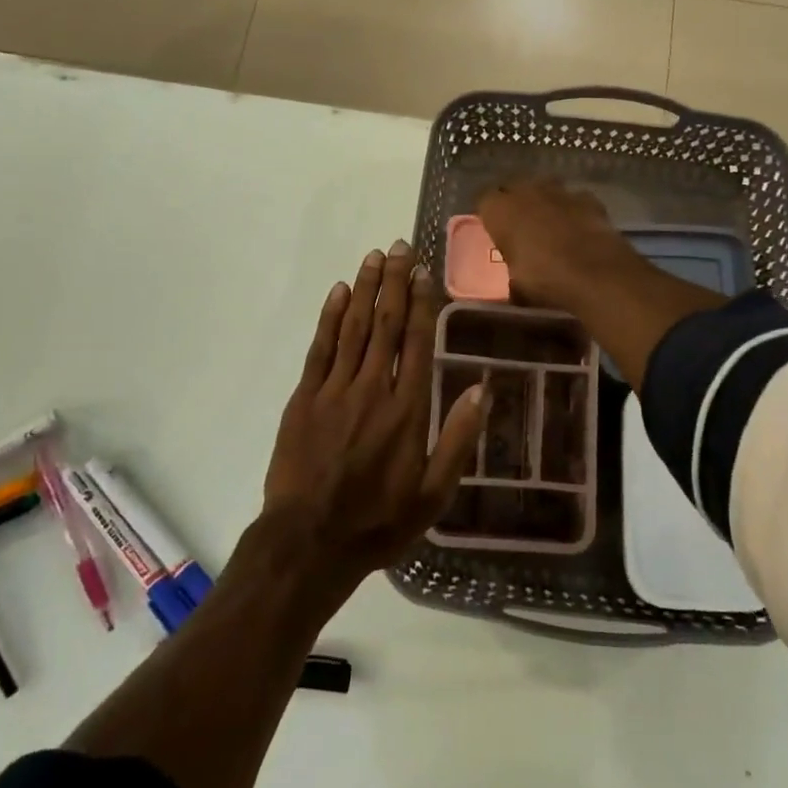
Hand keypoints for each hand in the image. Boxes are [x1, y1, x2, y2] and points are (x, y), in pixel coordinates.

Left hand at [263, 242, 488, 599]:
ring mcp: (335, 390)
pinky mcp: (304, 397)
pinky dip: (330, 317)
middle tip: (399, 246)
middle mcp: (373, 388)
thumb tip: (483, 388)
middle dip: (394, 282)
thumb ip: (458, 438)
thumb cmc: (379, 521)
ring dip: (364, 288)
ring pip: (353, 327)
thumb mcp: (434, 493)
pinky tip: (338, 292)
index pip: (416, 341)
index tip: (424, 271)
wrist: (310, 542)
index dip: (421, 302)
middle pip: (385, 323)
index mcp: (407, 409)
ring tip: (374, 256)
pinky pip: (320, 348)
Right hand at [477, 178, 643, 312]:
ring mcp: (560, 191)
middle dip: (516, 203)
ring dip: (545, 202)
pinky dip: (574, 210)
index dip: (489, 214)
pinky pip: (575, 199)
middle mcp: (526, 192)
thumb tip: (515, 285)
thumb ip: (512, 276)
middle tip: (519, 226)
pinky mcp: (588, 198)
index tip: (493, 229)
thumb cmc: (544, 279)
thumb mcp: (517, 286)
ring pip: (545, 188)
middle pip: (514, 188)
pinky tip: (579, 228)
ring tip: (550, 225)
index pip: (484, 200)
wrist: (595, 273)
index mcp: (500, 210)